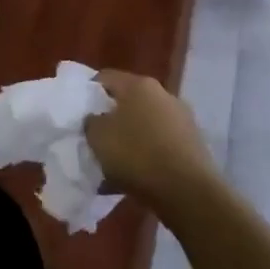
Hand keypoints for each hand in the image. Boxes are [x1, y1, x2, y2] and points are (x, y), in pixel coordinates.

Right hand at [86, 71, 220, 212]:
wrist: (187, 191)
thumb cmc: (136, 155)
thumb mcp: (97, 137)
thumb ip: (91, 121)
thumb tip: (96, 118)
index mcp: (139, 85)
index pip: (105, 78)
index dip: (87, 92)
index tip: (77, 112)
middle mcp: (163, 94)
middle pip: (127, 101)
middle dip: (110, 117)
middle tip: (94, 137)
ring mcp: (181, 118)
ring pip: (144, 124)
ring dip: (128, 138)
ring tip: (112, 162)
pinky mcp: (192, 143)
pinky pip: (159, 144)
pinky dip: (145, 155)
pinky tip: (133, 175)